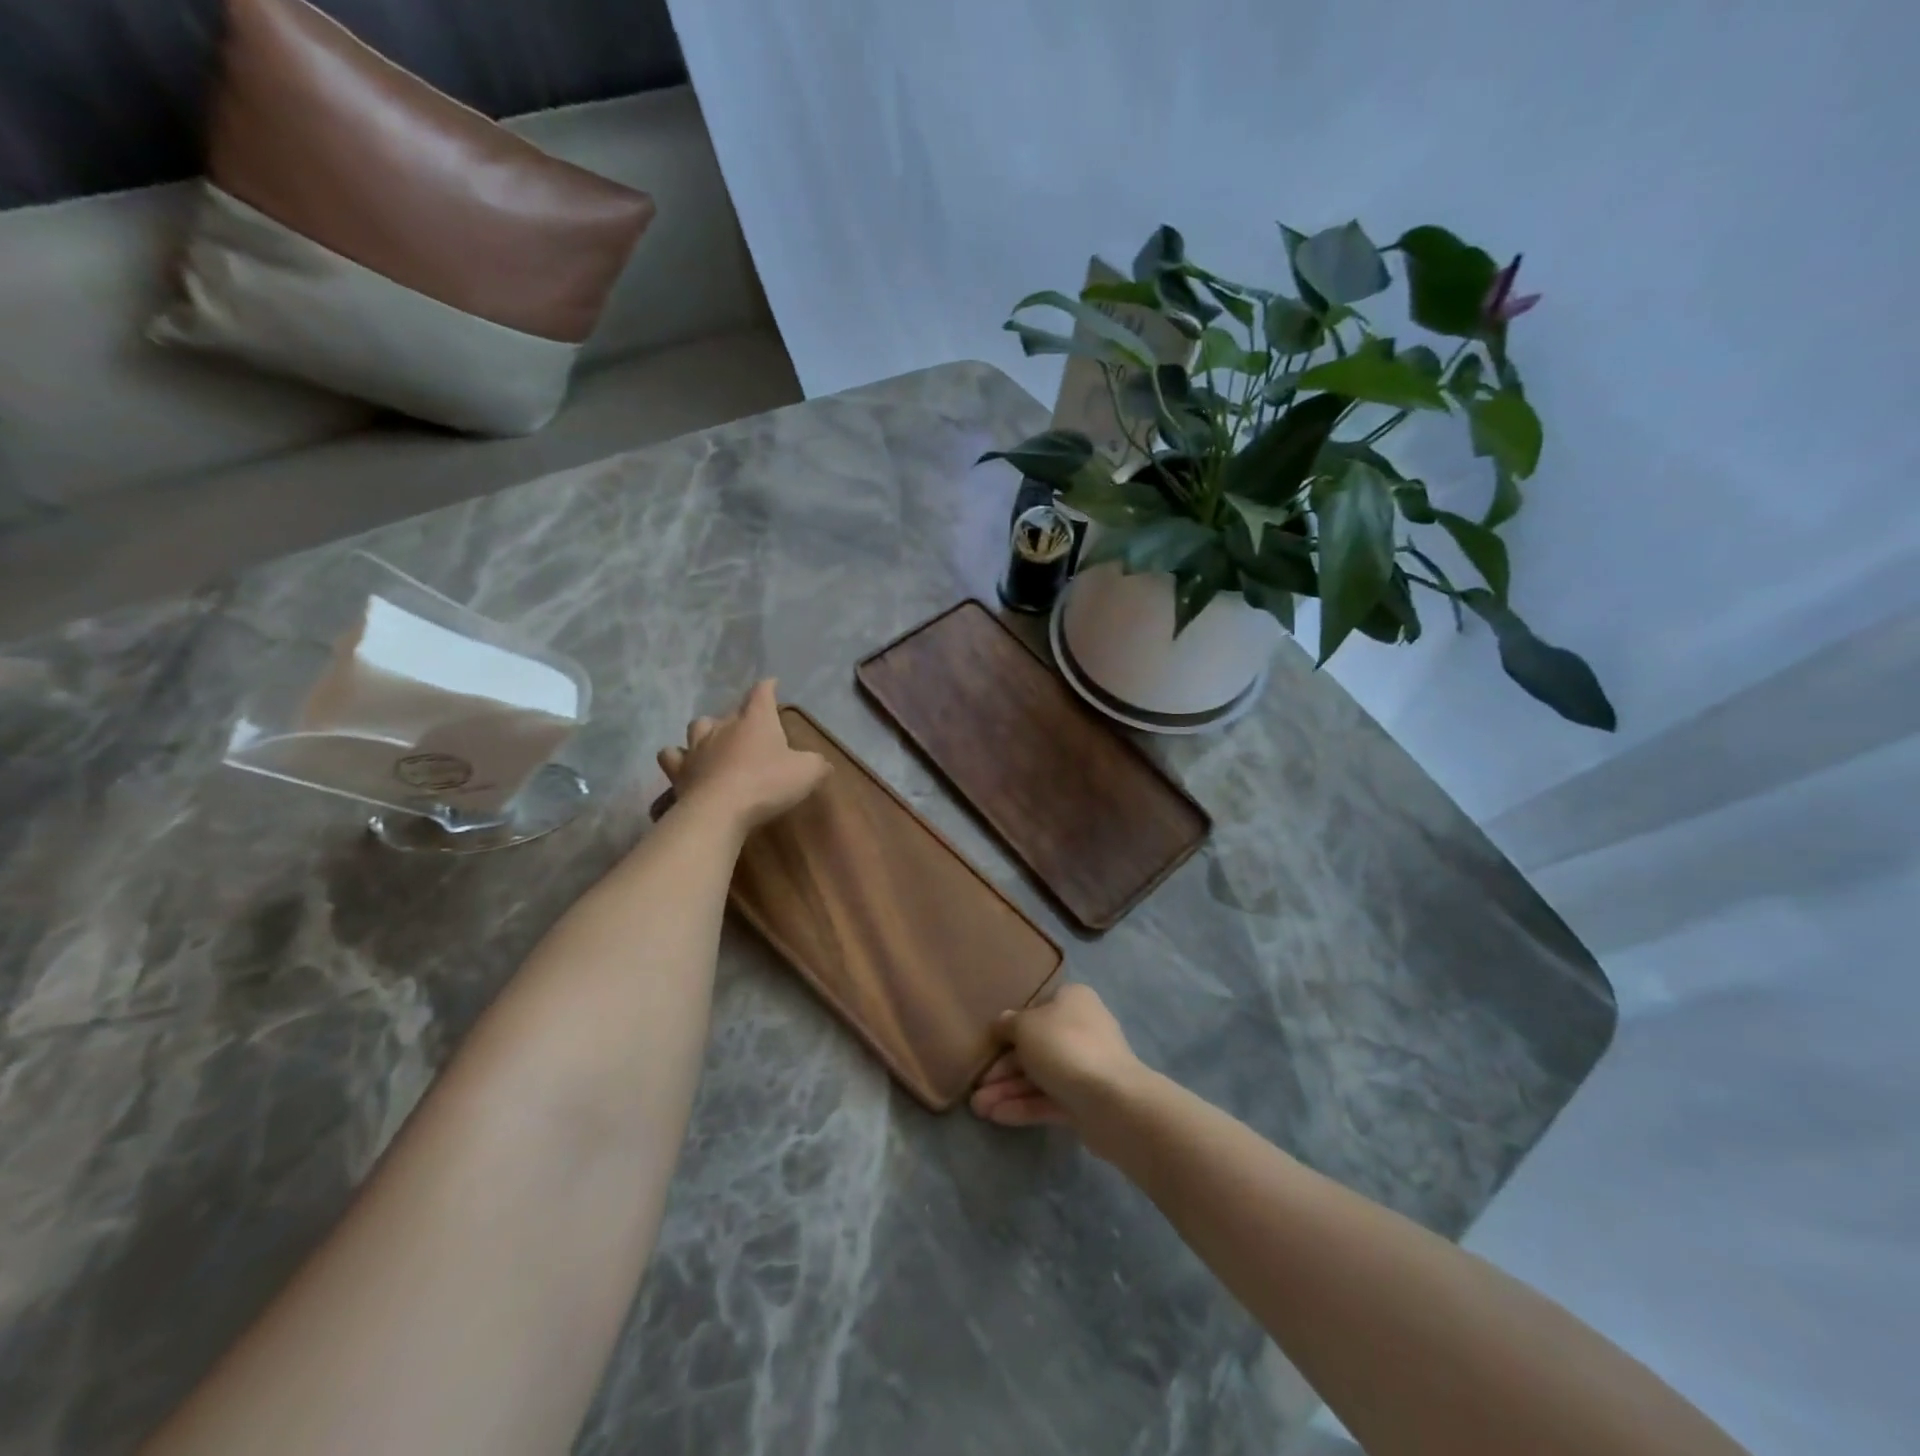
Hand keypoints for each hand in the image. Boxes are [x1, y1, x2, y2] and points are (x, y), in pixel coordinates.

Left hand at [658, 680, 829, 830]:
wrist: (720, 811)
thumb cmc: (767, 784)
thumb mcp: (807, 773)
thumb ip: (816, 764)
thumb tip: (822, 764)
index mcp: (756, 720)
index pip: (761, 693)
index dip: (768, 687)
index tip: (772, 683)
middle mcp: (724, 726)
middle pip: (730, 711)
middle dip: (740, 715)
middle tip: (750, 727)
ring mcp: (698, 747)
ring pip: (698, 726)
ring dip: (706, 730)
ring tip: (714, 740)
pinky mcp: (679, 770)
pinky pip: (671, 756)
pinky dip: (677, 757)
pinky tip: (684, 763)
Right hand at [969, 984, 1150, 1152]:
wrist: (1111, 1100)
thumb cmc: (1064, 1046)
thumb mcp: (1026, 1026)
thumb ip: (1009, 1025)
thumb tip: (1003, 1023)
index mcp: (1072, 1001)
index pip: (1037, 1009)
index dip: (1010, 1027)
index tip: (988, 1044)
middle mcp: (1081, 1029)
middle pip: (1035, 1047)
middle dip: (1003, 1068)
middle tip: (976, 1085)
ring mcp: (1085, 1067)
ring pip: (1039, 1076)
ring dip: (1008, 1090)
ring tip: (978, 1108)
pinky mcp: (1085, 1101)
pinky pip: (1049, 1100)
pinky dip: (1023, 1106)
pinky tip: (996, 1117)